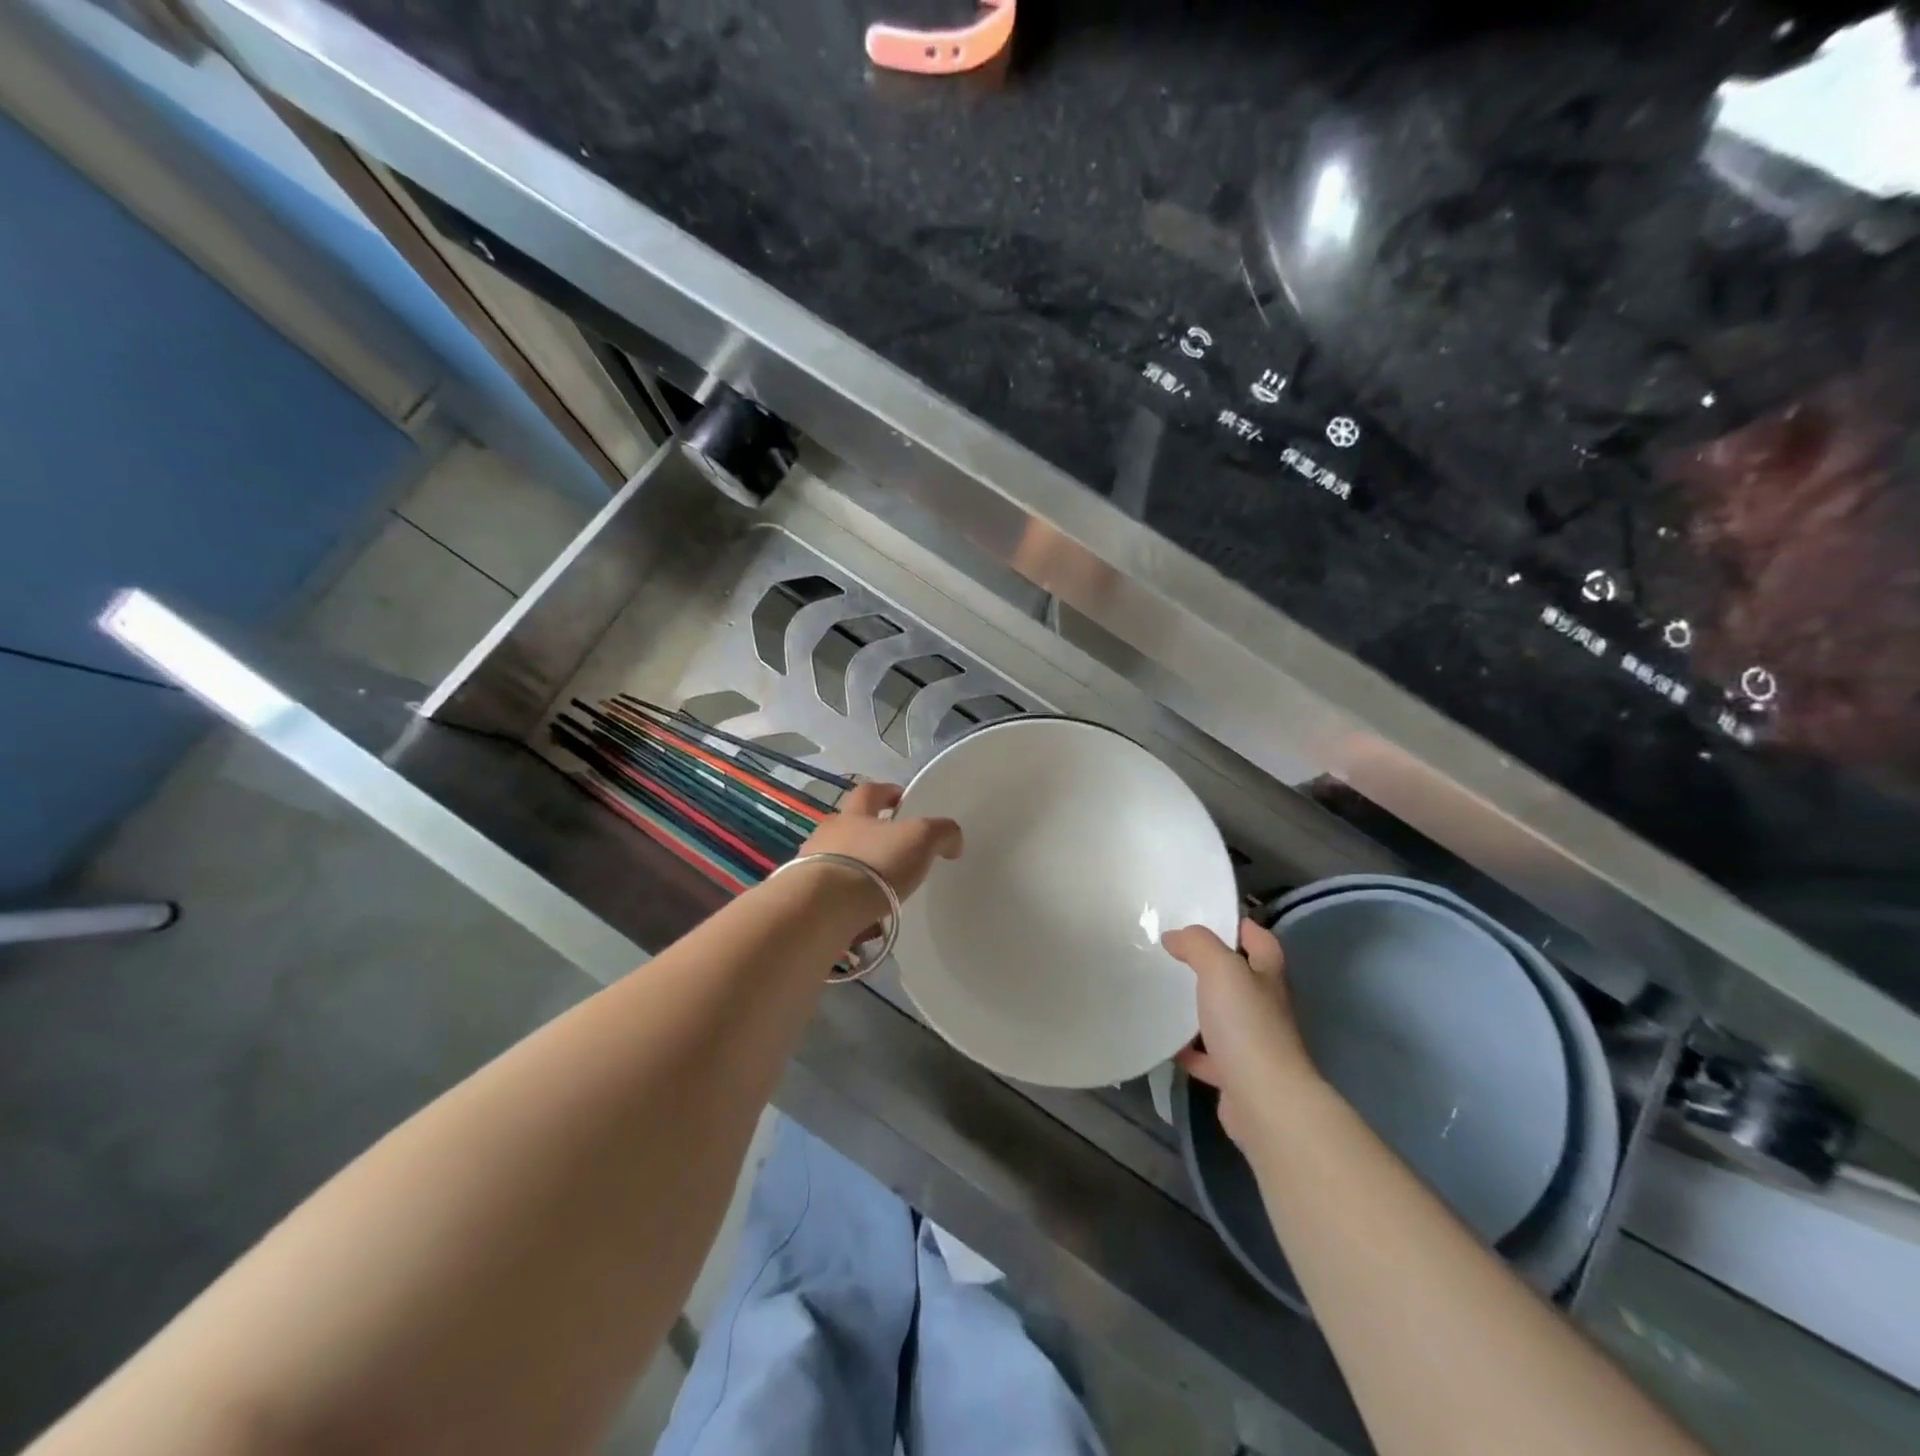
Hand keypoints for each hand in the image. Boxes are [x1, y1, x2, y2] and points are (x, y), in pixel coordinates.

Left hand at [797, 781, 962, 902]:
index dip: (888, 792)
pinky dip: (847, 902)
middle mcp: (828, 834)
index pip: (870, 792)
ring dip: (857, 871)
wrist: (822, 908)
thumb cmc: (874, 863)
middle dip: (870, 835)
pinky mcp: (805, 899)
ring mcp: (811, 866)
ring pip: (838, 862)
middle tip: (894, 852)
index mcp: (855, 813)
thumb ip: (941, 832)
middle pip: (849, 826)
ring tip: (880, 890)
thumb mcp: (920, 838)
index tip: (903, 800)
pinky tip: (863, 918)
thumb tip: (952, 841)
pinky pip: (831, 896)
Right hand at [1163, 919, 1317, 1146]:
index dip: (1242, 927)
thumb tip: (1174, 936)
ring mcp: (1253, 1044)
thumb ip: (1198, 945)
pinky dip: (1189, 1050)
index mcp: (1267, 977)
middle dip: (1213, 967)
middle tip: (1175, 953)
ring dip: (1200, 1009)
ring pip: (1224, 1018)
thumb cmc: (1247, 1025)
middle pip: (1241, 979)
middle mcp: (1265, 1008)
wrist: (1264, 1101)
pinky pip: (1208, 1056)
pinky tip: (1166, 1042)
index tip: (1211, 918)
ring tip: (1165, 993)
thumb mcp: (1220, 969)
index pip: (1261, 942)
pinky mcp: (1236, 1076)